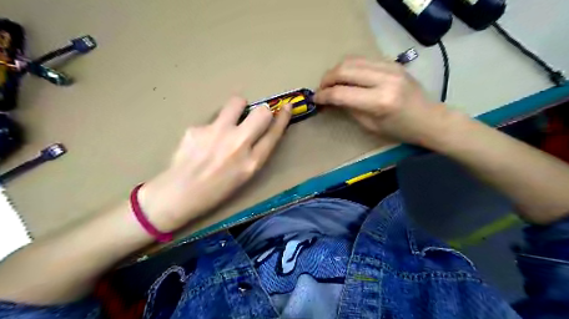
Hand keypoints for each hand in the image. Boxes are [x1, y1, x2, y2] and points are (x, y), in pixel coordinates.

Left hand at [140, 96, 289, 232]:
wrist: (179, 194)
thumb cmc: (216, 191)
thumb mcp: (244, 176)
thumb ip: (255, 153)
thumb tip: (260, 130)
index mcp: (252, 162)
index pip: (274, 133)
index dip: (283, 117)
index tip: (287, 106)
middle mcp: (238, 144)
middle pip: (262, 112)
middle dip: (262, 111)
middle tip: (254, 117)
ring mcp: (217, 133)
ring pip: (237, 102)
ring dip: (238, 108)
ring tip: (228, 122)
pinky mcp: (197, 128)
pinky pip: (212, 119)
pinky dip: (212, 127)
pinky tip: (202, 141)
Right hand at [311, 57, 466, 145]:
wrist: (429, 118)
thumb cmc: (400, 130)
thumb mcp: (370, 126)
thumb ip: (350, 109)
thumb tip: (332, 99)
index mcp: (379, 101)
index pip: (341, 93)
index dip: (324, 95)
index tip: (315, 99)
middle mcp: (384, 79)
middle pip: (344, 70)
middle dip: (327, 79)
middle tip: (321, 89)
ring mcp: (390, 67)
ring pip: (352, 60)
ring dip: (336, 70)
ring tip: (331, 82)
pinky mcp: (392, 62)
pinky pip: (363, 59)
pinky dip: (350, 66)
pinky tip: (347, 76)